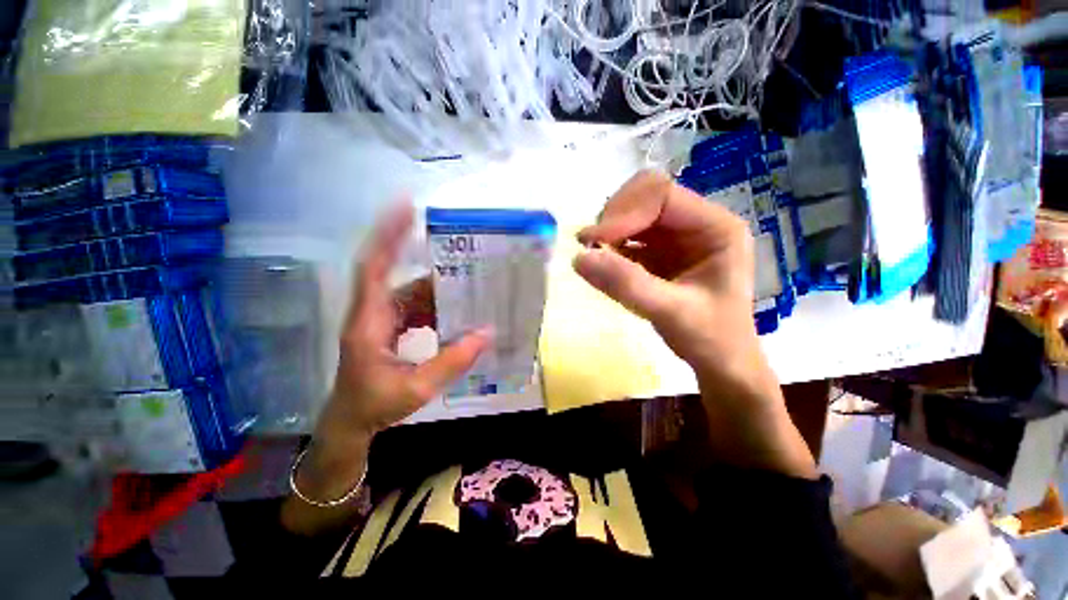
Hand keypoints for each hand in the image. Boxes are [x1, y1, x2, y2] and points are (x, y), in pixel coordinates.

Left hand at [298, 202, 490, 503]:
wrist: (351, 422)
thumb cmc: (374, 405)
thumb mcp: (416, 388)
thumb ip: (452, 361)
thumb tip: (487, 333)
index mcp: (369, 322)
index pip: (373, 267)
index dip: (387, 236)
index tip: (405, 209)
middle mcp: (374, 311)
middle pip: (398, 273)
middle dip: (425, 257)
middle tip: (460, 246)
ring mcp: (383, 318)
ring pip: (412, 291)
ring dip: (439, 287)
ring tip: (469, 280)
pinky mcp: (392, 326)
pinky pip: (417, 306)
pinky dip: (438, 305)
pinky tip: (459, 310)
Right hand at [573, 170, 760, 390]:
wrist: (720, 360)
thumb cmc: (710, 337)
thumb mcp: (671, 312)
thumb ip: (626, 284)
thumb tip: (579, 258)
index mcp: (715, 226)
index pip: (662, 195)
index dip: (624, 213)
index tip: (594, 242)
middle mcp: (696, 222)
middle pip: (645, 195)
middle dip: (614, 217)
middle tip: (592, 246)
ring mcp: (676, 235)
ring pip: (633, 212)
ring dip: (609, 230)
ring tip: (595, 256)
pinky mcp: (660, 250)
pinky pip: (628, 235)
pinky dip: (610, 245)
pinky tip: (603, 263)